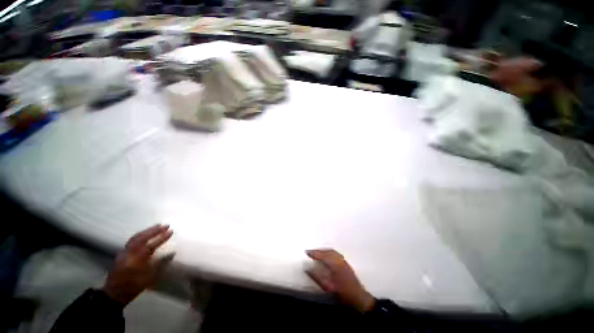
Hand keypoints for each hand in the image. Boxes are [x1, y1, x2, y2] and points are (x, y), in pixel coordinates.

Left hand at [103, 224, 173, 305]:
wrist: (114, 293)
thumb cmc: (133, 286)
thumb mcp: (149, 278)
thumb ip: (160, 264)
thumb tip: (172, 253)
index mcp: (137, 260)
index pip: (151, 245)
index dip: (162, 238)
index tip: (171, 231)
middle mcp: (129, 253)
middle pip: (142, 238)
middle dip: (154, 231)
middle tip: (165, 225)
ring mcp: (124, 252)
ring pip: (136, 237)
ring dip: (147, 231)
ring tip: (157, 226)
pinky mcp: (121, 253)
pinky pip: (131, 240)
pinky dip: (140, 235)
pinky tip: (144, 234)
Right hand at [306, 249, 375, 312]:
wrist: (358, 297)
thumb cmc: (342, 294)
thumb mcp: (327, 287)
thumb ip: (317, 277)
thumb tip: (307, 269)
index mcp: (335, 265)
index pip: (322, 255)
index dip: (314, 253)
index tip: (307, 252)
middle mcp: (339, 260)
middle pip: (327, 251)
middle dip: (318, 251)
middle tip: (310, 252)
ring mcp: (344, 261)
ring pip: (332, 251)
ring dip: (323, 251)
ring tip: (317, 253)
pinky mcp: (346, 263)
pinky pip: (336, 253)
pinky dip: (329, 252)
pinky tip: (326, 255)